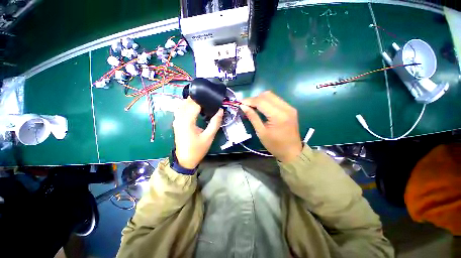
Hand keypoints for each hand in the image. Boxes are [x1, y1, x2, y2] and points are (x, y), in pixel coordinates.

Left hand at [173, 97, 222, 168]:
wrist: (185, 160)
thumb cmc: (198, 149)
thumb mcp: (209, 137)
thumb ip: (215, 123)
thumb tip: (220, 110)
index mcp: (187, 121)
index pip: (194, 104)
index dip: (203, 100)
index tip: (212, 98)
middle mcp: (179, 118)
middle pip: (187, 102)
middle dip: (197, 99)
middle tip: (209, 99)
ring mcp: (176, 121)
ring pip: (182, 105)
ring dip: (191, 101)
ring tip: (203, 102)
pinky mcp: (176, 123)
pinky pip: (180, 110)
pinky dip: (187, 106)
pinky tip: (194, 108)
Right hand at [240, 91, 302, 162]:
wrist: (292, 152)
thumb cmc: (275, 145)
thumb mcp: (261, 132)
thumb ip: (252, 117)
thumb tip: (243, 106)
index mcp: (278, 115)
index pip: (261, 101)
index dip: (249, 100)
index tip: (240, 103)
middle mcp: (286, 108)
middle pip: (267, 95)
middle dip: (255, 98)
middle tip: (246, 105)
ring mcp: (290, 107)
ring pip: (272, 96)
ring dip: (261, 99)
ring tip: (253, 106)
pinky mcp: (290, 109)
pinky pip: (276, 100)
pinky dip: (267, 102)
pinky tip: (262, 108)